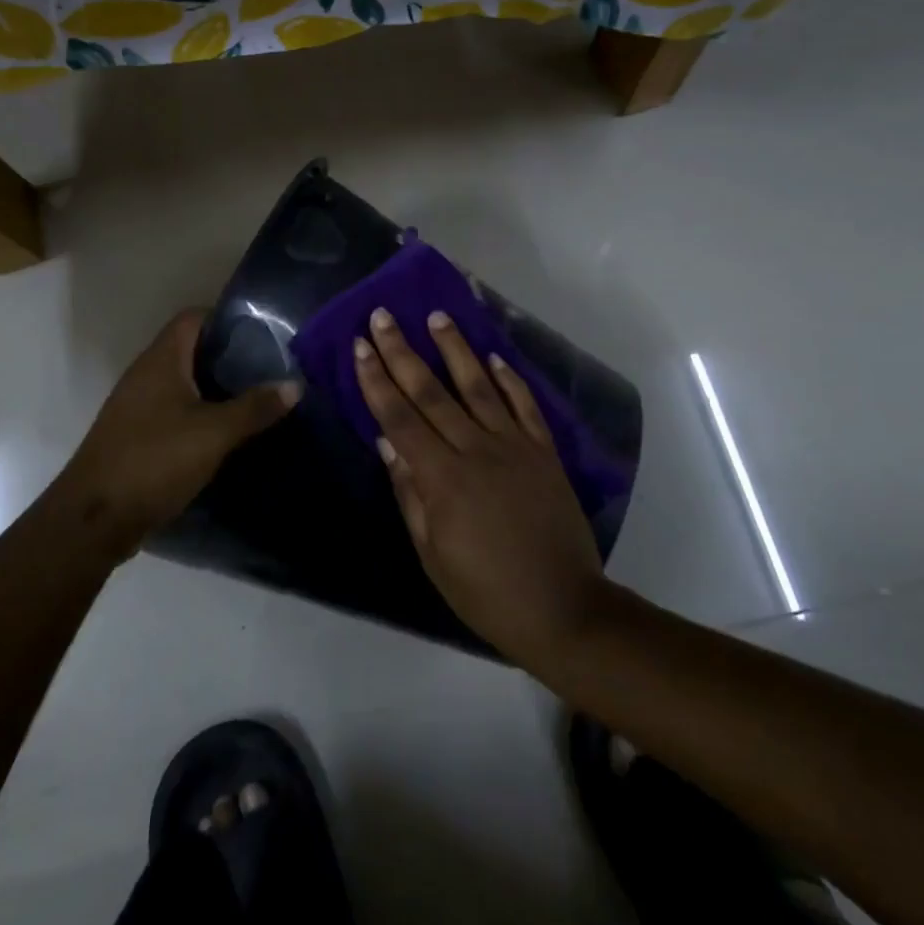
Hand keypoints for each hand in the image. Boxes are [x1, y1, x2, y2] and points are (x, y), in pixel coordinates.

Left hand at [59, 309, 298, 557]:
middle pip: (190, 350)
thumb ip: (255, 407)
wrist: (95, 518)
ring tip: (256, 397)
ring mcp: (137, 406)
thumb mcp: (214, 433)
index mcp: (160, 360)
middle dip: (228, 356)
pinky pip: (174, 411)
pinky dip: (200, 414)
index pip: (193, 318)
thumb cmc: (155, 460)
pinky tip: (227, 431)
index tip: (263, 332)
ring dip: (215, 388)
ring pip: (183, 383)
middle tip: (269, 367)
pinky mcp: (137, 435)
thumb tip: (295, 384)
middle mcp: (145, 374)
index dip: (226, 318)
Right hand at [354, 307, 608, 665]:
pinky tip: (493, 356)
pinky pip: (524, 405)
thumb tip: (386, 441)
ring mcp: (514, 447)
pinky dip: (508, 378)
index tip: (361, 345)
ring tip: (437, 316)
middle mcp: (476, 450)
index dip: (376, 379)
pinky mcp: (544, 452)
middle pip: (431, 392)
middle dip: (402, 352)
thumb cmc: (485, 591)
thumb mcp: (431, 554)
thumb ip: (409, 493)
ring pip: (478, 386)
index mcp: (442, 477)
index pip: (399, 417)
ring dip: (455, 349)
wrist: (563, 608)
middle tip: (383, 315)